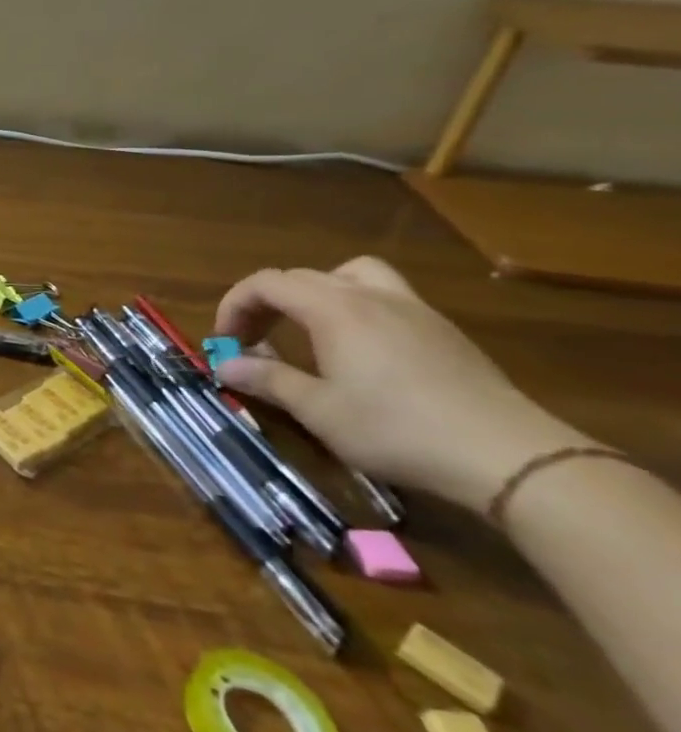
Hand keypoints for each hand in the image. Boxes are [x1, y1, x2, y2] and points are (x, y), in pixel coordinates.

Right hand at [211, 257, 586, 511]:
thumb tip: (223, 364)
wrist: (509, 456)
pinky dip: (355, 309)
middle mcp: (370, 296)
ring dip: (317, 293)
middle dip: (266, 303)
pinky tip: (360, 351)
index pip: (266, 283)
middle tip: (254, 341)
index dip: (234, 306)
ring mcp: (413, 310)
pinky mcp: (443, 332)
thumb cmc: (396, 429)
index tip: (225, 341)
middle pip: (302, 277)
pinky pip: (385, 297)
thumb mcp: (318, 410)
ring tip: (308, 329)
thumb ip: (267, 380)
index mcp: (333, 309)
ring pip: (351, 275)